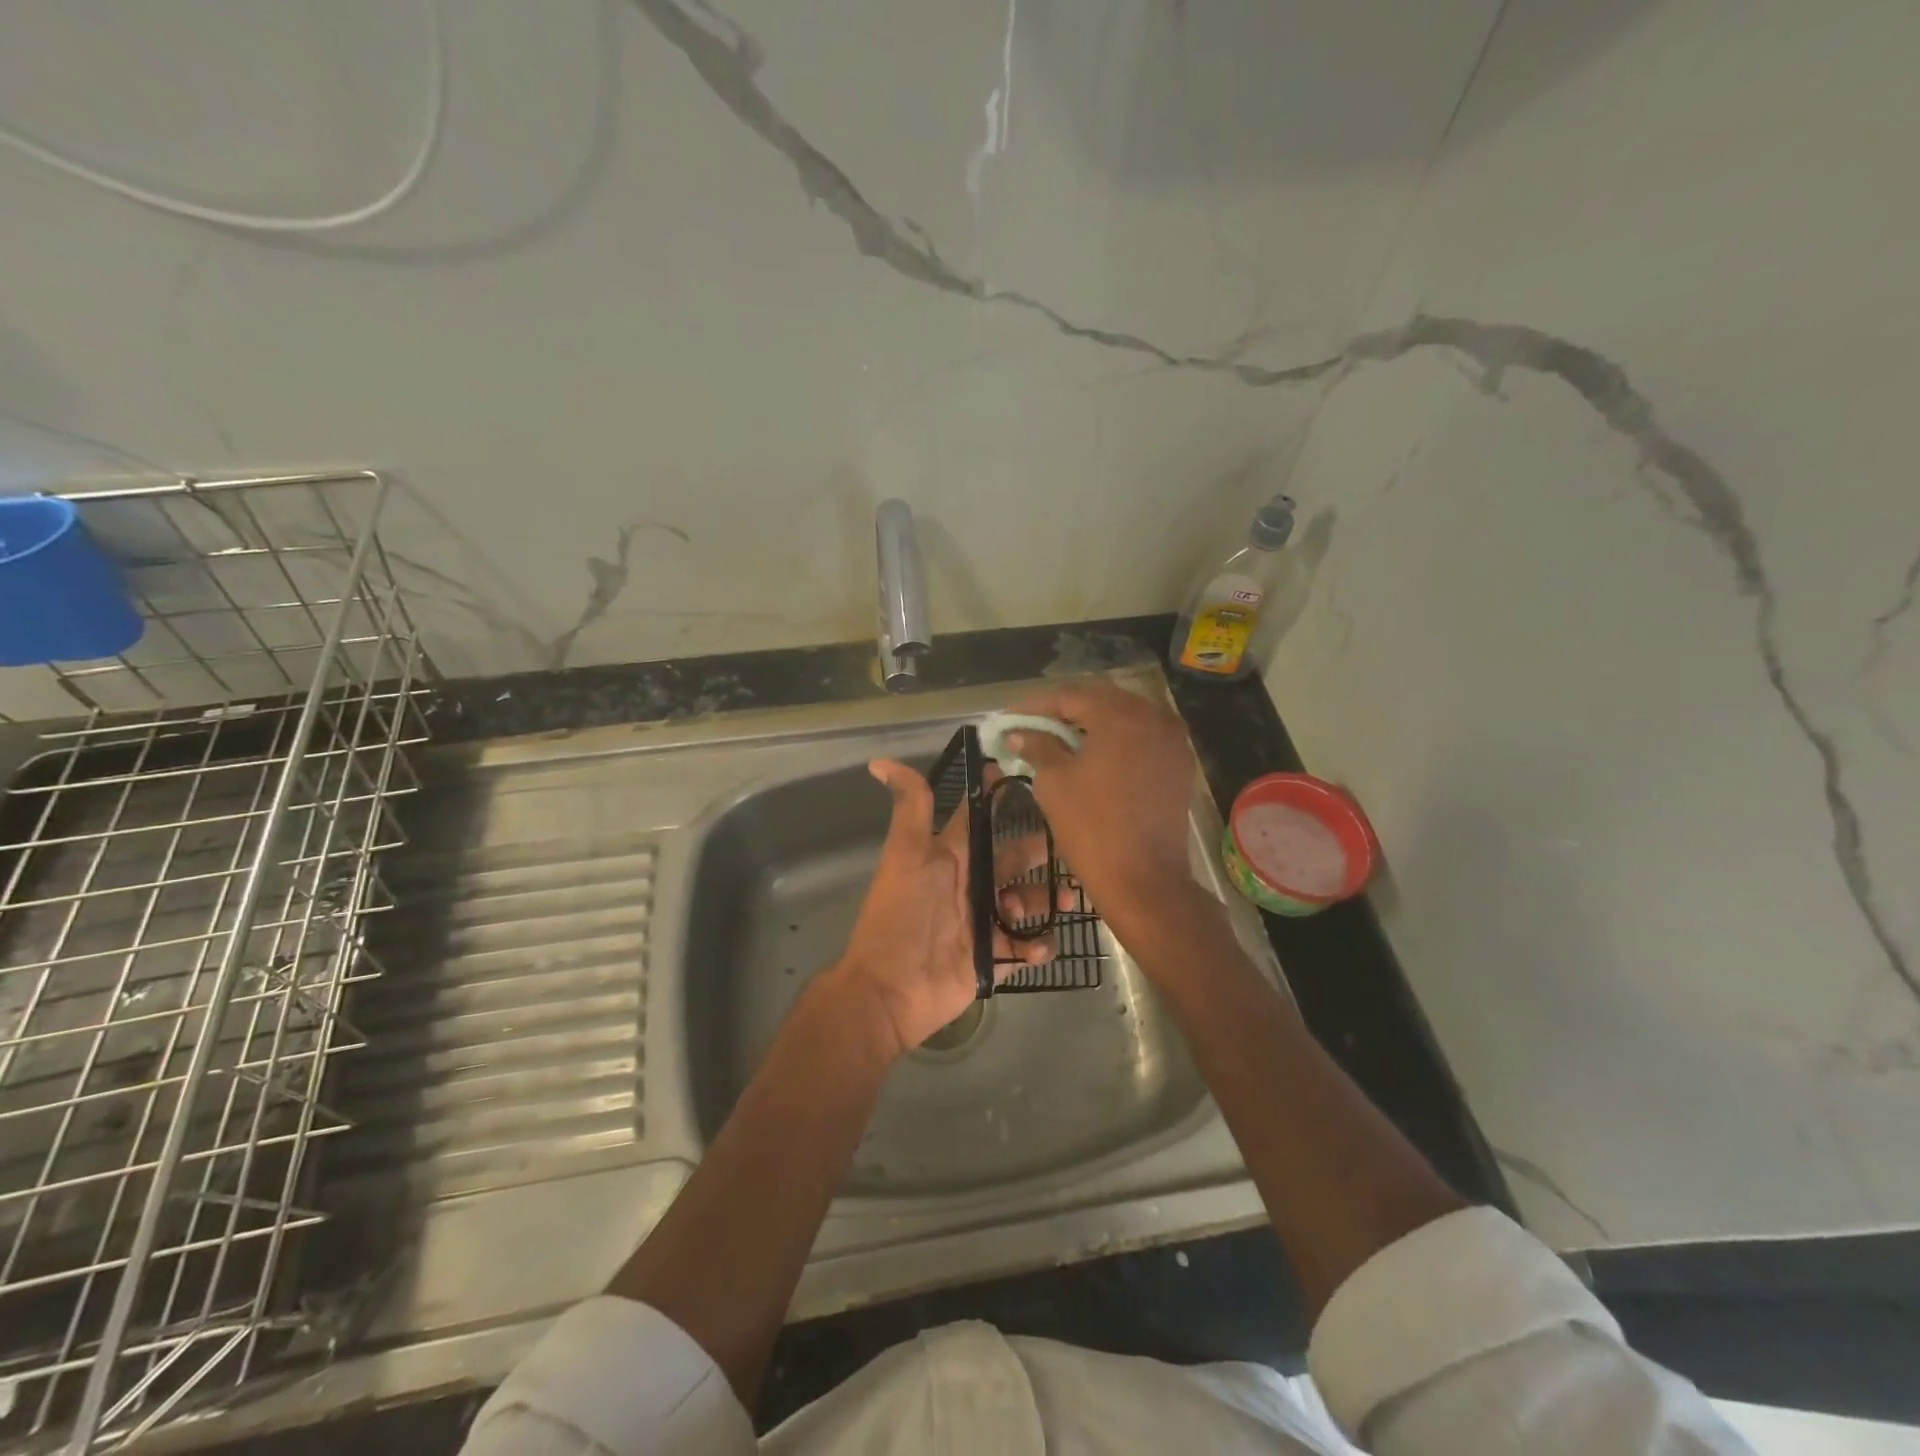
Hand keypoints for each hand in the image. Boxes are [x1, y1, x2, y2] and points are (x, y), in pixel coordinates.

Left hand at [826, 759, 1052, 1058]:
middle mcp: (968, 885)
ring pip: (1024, 903)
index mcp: (950, 857)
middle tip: (1072, 854)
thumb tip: (879, 760)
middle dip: (1038, 855)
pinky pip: (1022, 948)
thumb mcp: (907, 855)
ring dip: (1047, 900)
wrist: (889, 990)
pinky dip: (1037, 946)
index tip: (1038, 780)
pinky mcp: (990, 959)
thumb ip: (910, 808)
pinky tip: (1041, 946)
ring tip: (1066, 901)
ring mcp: (980, 924)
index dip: (1001, 799)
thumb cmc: (900, 915)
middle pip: (1010, 862)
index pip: (979, 820)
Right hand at [1004, 682, 1204, 940]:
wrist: (1144, 880)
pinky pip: (1141, 739)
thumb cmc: (1092, 827)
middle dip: (1063, 711)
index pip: (1070, 696)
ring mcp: (1172, 740)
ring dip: (1090, 725)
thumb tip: (1018, 733)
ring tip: (1057, 740)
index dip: (1035, 706)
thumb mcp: (1054, 782)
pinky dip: (1114, 741)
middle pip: (1100, 701)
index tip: (1009, 718)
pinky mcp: (1179, 764)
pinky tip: (1091, 755)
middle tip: (1031, 726)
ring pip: (1123, 719)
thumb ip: (1037, 746)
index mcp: (1121, 715)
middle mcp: (1154, 716)